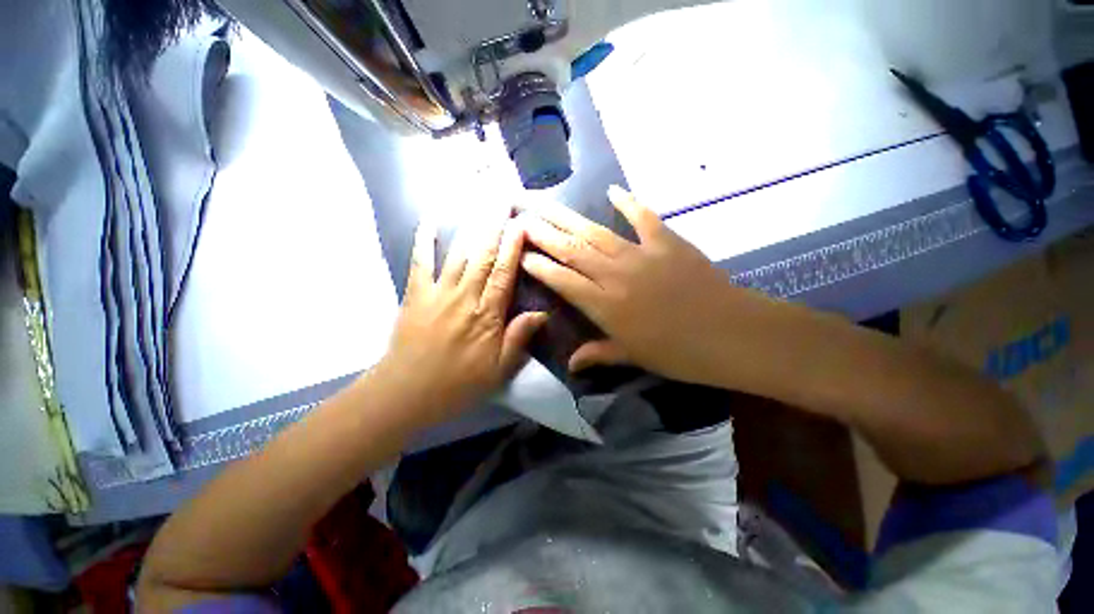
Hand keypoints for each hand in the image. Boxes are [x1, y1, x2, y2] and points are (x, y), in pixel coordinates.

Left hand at [378, 216, 546, 426]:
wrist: (407, 392)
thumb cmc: (458, 383)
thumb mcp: (498, 369)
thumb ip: (519, 338)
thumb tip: (542, 313)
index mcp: (487, 315)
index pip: (504, 274)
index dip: (513, 248)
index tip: (521, 224)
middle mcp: (465, 297)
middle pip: (483, 257)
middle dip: (495, 227)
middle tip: (504, 201)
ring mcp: (438, 292)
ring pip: (459, 254)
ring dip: (471, 228)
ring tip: (480, 204)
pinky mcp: (416, 294)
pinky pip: (421, 262)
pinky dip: (425, 240)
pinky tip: (430, 220)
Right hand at [519, 186, 736, 384]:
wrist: (730, 335)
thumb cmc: (678, 354)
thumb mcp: (633, 357)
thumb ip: (598, 354)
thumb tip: (571, 364)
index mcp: (605, 306)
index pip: (562, 281)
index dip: (539, 267)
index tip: (520, 254)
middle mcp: (614, 275)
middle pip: (571, 251)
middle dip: (543, 234)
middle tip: (521, 219)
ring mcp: (640, 255)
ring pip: (595, 233)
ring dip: (568, 218)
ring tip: (545, 203)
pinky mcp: (666, 242)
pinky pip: (643, 218)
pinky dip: (629, 203)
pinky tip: (613, 191)